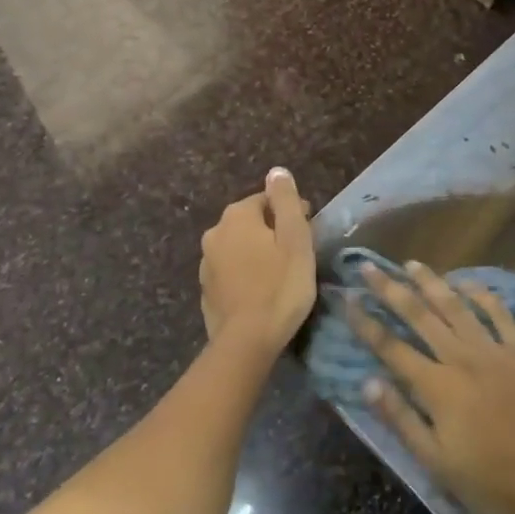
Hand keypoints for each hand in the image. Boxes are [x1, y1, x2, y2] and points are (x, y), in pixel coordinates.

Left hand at [199, 169, 316, 351]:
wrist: (246, 342)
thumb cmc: (280, 286)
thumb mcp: (295, 239)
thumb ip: (286, 201)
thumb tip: (276, 171)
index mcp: (236, 216)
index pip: (267, 200)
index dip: (291, 213)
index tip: (309, 233)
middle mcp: (215, 232)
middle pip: (251, 222)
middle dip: (272, 231)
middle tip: (297, 254)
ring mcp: (206, 263)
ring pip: (239, 247)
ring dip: (257, 253)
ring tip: (280, 274)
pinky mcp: (206, 289)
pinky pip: (231, 271)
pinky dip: (245, 274)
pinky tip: (260, 291)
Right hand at [348, 262, 514, 513]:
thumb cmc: (490, 484)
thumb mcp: (436, 463)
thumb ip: (401, 419)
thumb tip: (367, 383)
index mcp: (437, 387)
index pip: (391, 347)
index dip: (366, 322)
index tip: (347, 299)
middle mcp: (462, 358)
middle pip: (419, 316)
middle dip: (390, 289)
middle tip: (368, 267)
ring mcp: (494, 350)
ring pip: (456, 306)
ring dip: (431, 283)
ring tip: (411, 264)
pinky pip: (499, 314)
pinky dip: (480, 295)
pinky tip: (466, 283)